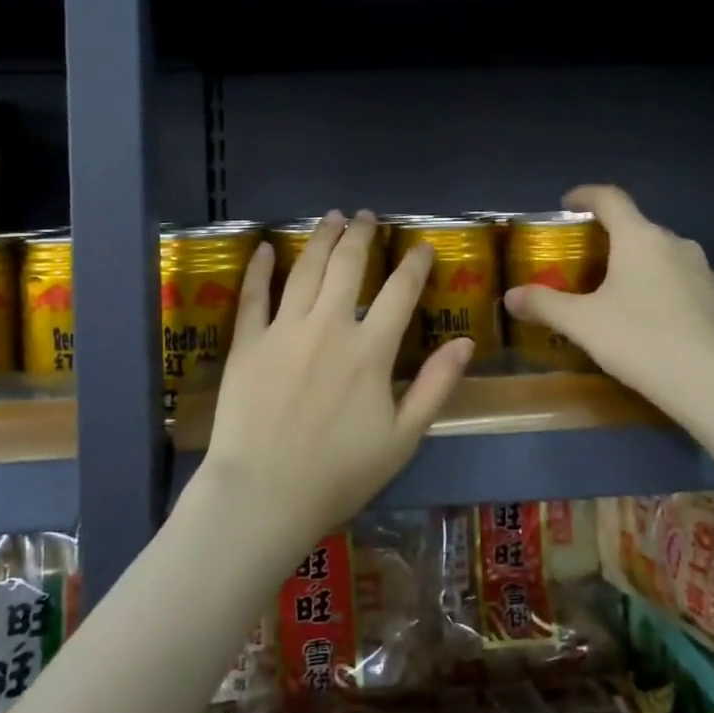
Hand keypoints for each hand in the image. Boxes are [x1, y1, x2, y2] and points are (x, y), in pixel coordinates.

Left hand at [197, 211, 473, 553]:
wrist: (264, 495)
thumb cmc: (339, 473)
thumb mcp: (403, 438)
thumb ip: (435, 386)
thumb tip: (466, 342)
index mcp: (370, 350)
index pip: (401, 291)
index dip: (415, 263)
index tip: (422, 246)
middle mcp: (329, 327)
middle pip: (348, 265)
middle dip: (360, 234)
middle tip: (365, 216)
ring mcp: (284, 331)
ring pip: (305, 270)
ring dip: (320, 239)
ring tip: (331, 218)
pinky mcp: (247, 342)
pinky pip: (253, 295)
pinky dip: (260, 268)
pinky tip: (267, 247)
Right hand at [503, 185, 713, 426]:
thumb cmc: (642, 341)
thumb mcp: (583, 324)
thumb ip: (544, 305)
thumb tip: (510, 296)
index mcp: (640, 238)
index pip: (610, 199)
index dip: (585, 195)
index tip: (567, 203)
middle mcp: (676, 244)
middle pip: (637, 228)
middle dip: (609, 238)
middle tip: (585, 262)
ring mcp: (705, 272)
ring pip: (662, 256)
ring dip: (638, 265)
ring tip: (617, 293)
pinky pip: (683, 282)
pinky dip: (662, 289)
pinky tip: (652, 322)